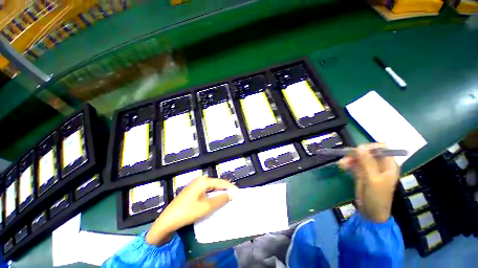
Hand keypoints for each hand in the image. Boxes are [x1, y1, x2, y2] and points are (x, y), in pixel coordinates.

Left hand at [146, 176, 236, 244]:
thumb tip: (232, 194)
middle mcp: (200, 180)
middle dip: (225, 190)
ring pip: (212, 188)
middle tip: (234, 197)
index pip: (221, 182)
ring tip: (227, 199)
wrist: (167, 221)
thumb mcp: (206, 206)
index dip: (230, 188)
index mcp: (204, 181)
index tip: (239, 193)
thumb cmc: (187, 212)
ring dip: (219, 193)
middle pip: (217, 184)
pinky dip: (213, 195)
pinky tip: (216, 200)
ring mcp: (195, 185)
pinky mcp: (193, 190)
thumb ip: (221, 199)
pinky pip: (207, 191)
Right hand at [339, 143, 399, 222]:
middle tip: (345, 157)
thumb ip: (367, 162)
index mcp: (389, 165)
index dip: (370, 147)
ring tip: (341, 164)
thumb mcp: (372, 179)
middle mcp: (380, 165)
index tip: (357, 150)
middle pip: (368, 153)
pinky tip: (342, 166)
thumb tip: (360, 147)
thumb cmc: (377, 196)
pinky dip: (348, 164)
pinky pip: (354, 165)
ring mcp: (370, 169)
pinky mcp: (362, 174)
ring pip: (359, 158)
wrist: (371, 212)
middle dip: (356, 154)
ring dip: (350, 159)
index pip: (381, 149)